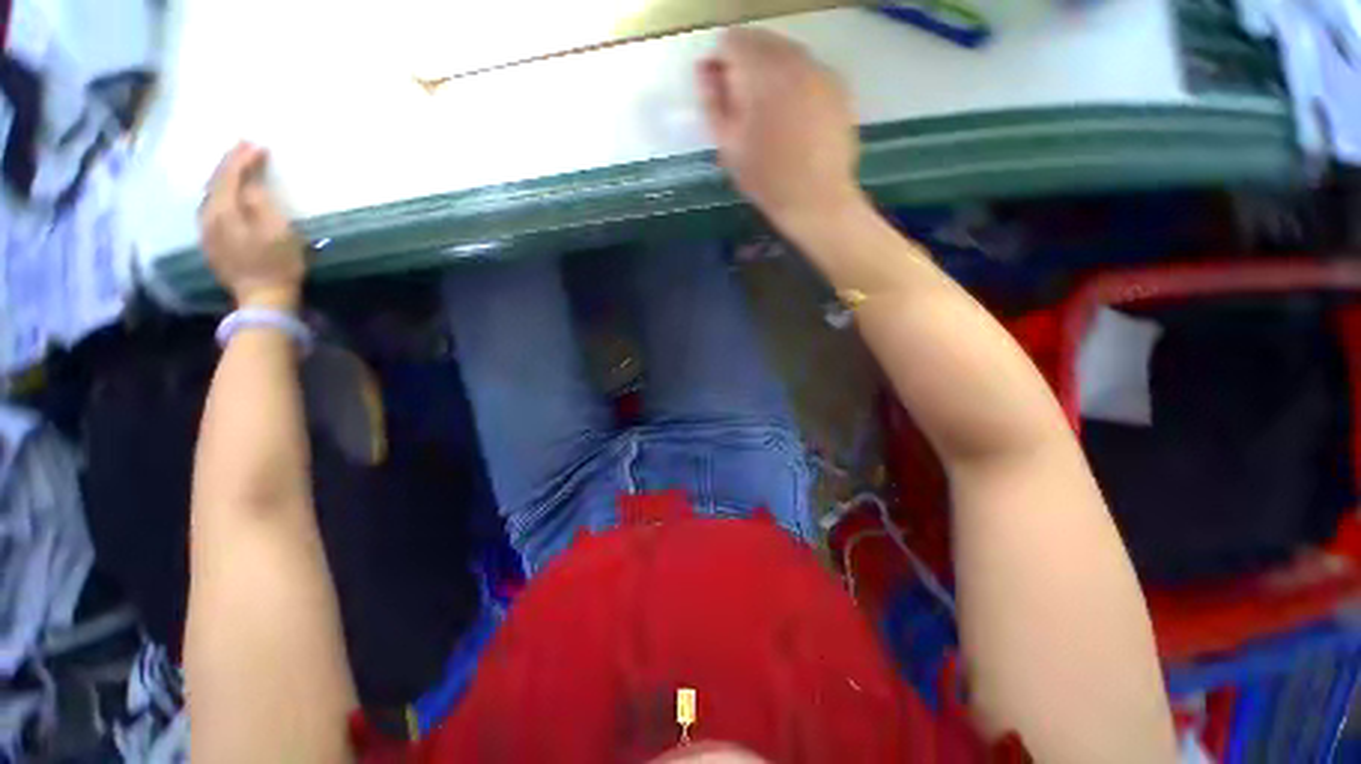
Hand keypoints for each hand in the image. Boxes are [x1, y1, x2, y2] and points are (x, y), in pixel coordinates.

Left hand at [200, 143, 304, 309]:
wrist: (262, 298)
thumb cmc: (277, 263)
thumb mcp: (278, 231)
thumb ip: (261, 202)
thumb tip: (251, 184)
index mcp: (224, 210)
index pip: (230, 175)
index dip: (243, 158)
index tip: (258, 145)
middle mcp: (208, 216)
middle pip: (215, 182)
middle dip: (229, 163)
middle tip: (244, 148)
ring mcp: (206, 231)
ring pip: (210, 194)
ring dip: (223, 178)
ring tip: (236, 167)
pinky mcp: (211, 242)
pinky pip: (211, 208)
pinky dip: (220, 194)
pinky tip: (228, 193)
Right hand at [697, 29, 862, 229]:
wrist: (816, 199)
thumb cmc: (765, 178)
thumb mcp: (728, 144)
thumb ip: (712, 101)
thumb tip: (704, 68)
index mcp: (761, 70)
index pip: (731, 42)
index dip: (720, 67)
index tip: (722, 98)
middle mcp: (794, 58)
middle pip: (760, 42)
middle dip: (746, 68)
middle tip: (745, 111)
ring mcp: (821, 69)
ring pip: (786, 55)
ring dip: (771, 76)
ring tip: (771, 119)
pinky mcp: (839, 86)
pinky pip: (807, 72)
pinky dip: (795, 85)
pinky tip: (795, 121)